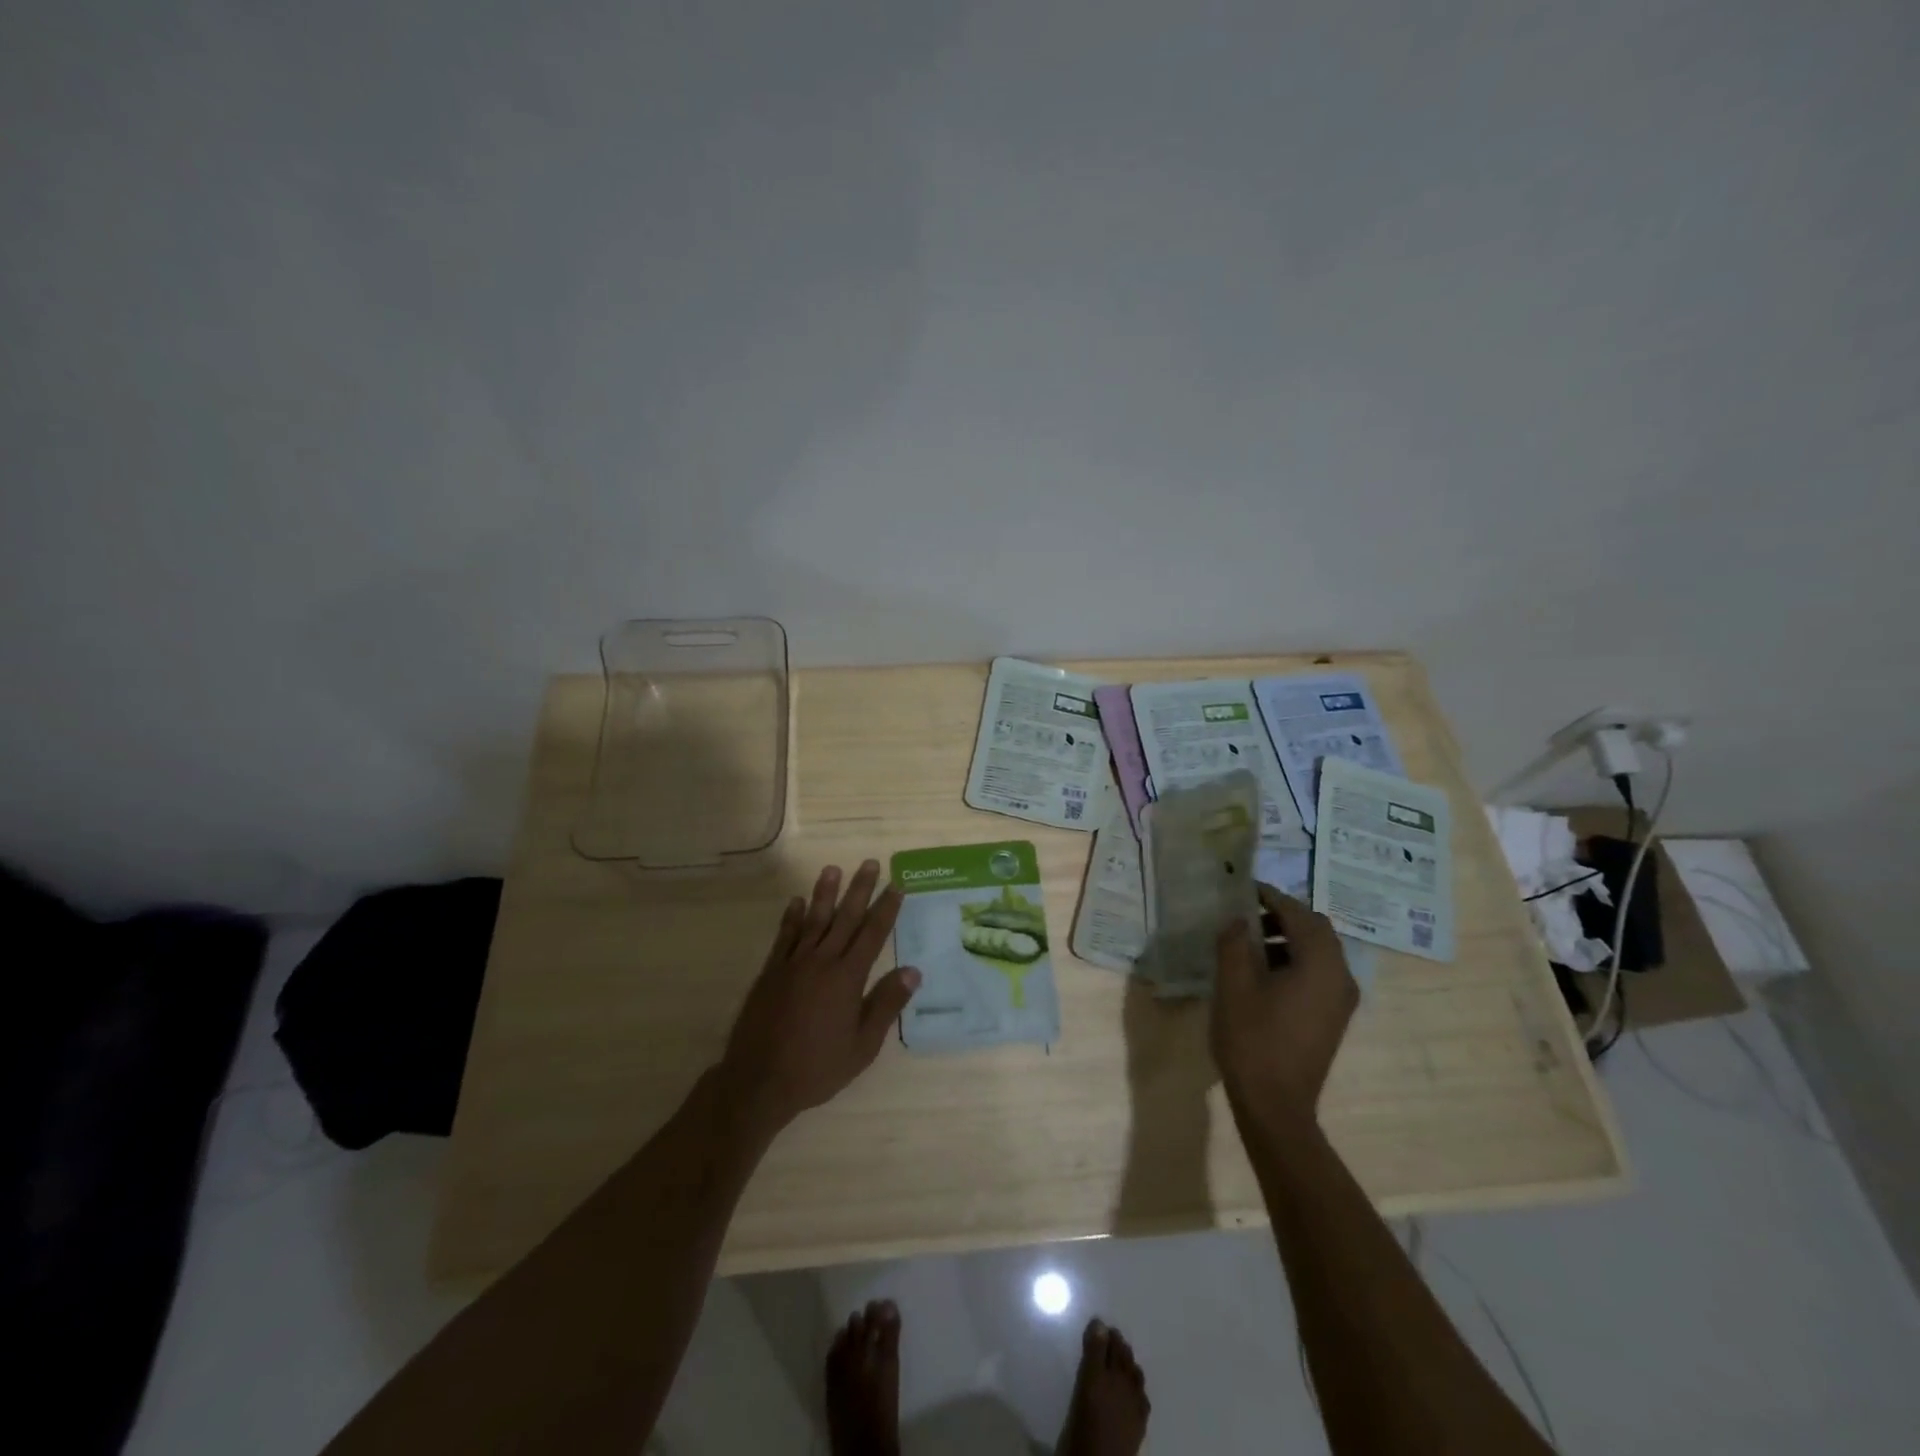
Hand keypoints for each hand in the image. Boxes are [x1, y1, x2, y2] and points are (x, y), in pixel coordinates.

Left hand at [717, 862, 920, 1135]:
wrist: (759, 1081)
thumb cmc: (817, 1067)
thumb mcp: (863, 1046)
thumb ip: (886, 1005)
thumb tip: (913, 971)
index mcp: (847, 978)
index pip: (872, 934)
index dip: (886, 908)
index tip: (897, 885)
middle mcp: (822, 961)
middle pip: (845, 918)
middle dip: (860, 889)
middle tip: (870, 863)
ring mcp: (793, 964)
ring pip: (814, 920)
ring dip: (825, 893)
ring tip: (833, 869)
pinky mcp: (771, 971)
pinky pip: (785, 936)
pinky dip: (792, 917)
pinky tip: (797, 901)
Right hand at [1211, 884, 1357, 1125]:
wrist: (1276, 1105)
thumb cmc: (1252, 1040)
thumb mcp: (1233, 985)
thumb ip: (1234, 943)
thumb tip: (1237, 920)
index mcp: (1320, 964)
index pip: (1298, 914)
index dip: (1270, 897)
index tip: (1243, 888)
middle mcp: (1340, 976)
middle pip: (1316, 929)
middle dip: (1282, 915)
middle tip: (1246, 913)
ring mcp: (1341, 999)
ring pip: (1319, 951)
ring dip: (1287, 938)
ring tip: (1248, 942)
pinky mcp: (1333, 1016)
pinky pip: (1318, 972)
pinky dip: (1294, 960)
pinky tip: (1263, 972)